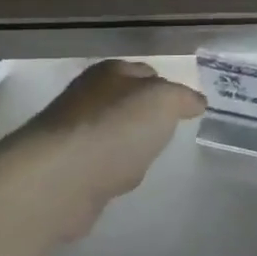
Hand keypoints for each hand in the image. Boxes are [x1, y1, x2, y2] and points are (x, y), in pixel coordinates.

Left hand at [0, 61, 204, 251]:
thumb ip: (182, 98)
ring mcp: (74, 134)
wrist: (60, 179)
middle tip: (170, 134)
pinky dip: (112, 173)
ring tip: (146, 161)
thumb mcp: (163, 101)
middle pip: (128, 104)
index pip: (146, 72)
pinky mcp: (67, 169)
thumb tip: (196, 101)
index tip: (186, 109)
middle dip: (147, 119)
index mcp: (110, 73)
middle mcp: (88, 97)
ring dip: (128, 147)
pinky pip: (100, 166)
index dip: (168, 88)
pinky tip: (121, 182)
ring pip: (114, 136)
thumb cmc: (115, 128)